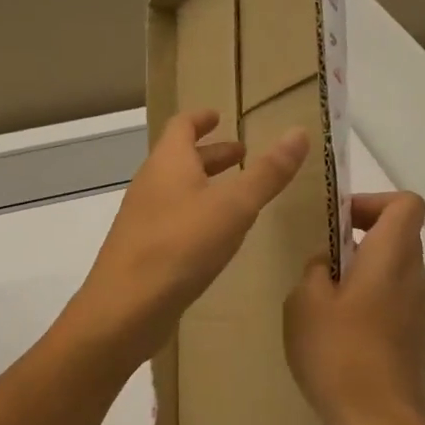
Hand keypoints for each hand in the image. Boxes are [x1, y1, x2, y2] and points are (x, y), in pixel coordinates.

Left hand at [69, 109, 308, 364]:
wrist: (125, 308)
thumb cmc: (181, 246)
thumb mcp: (234, 207)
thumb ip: (267, 173)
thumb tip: (299, 132)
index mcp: (168, 163)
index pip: (182, 125)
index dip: (201, 118)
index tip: (219, 116)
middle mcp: (150, 184)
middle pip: (180, 158)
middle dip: (211, 154)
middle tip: (242, 156)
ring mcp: (142, 218)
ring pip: (176, 190)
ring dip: (204, 185)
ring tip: (235, 195)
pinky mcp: (142, 250)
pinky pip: (172, 219)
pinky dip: (195, 214)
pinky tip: (214, 236)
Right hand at [284, 192, 424, 424]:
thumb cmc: (340, 356)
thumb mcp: (305, 305)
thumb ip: (313, 272)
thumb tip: (325, 265)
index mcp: (392, 258)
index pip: (406, 204)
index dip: (373, 201)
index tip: (339, 222)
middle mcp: (414, 277)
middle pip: (398, 235)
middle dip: (360, 236)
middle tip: (321, 259)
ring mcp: (418, 310)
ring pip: (393, 269)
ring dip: (360, 271)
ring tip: (320, 298)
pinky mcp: (413, 339)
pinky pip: (392, 300)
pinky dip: (367, 299)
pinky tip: (334, 330)